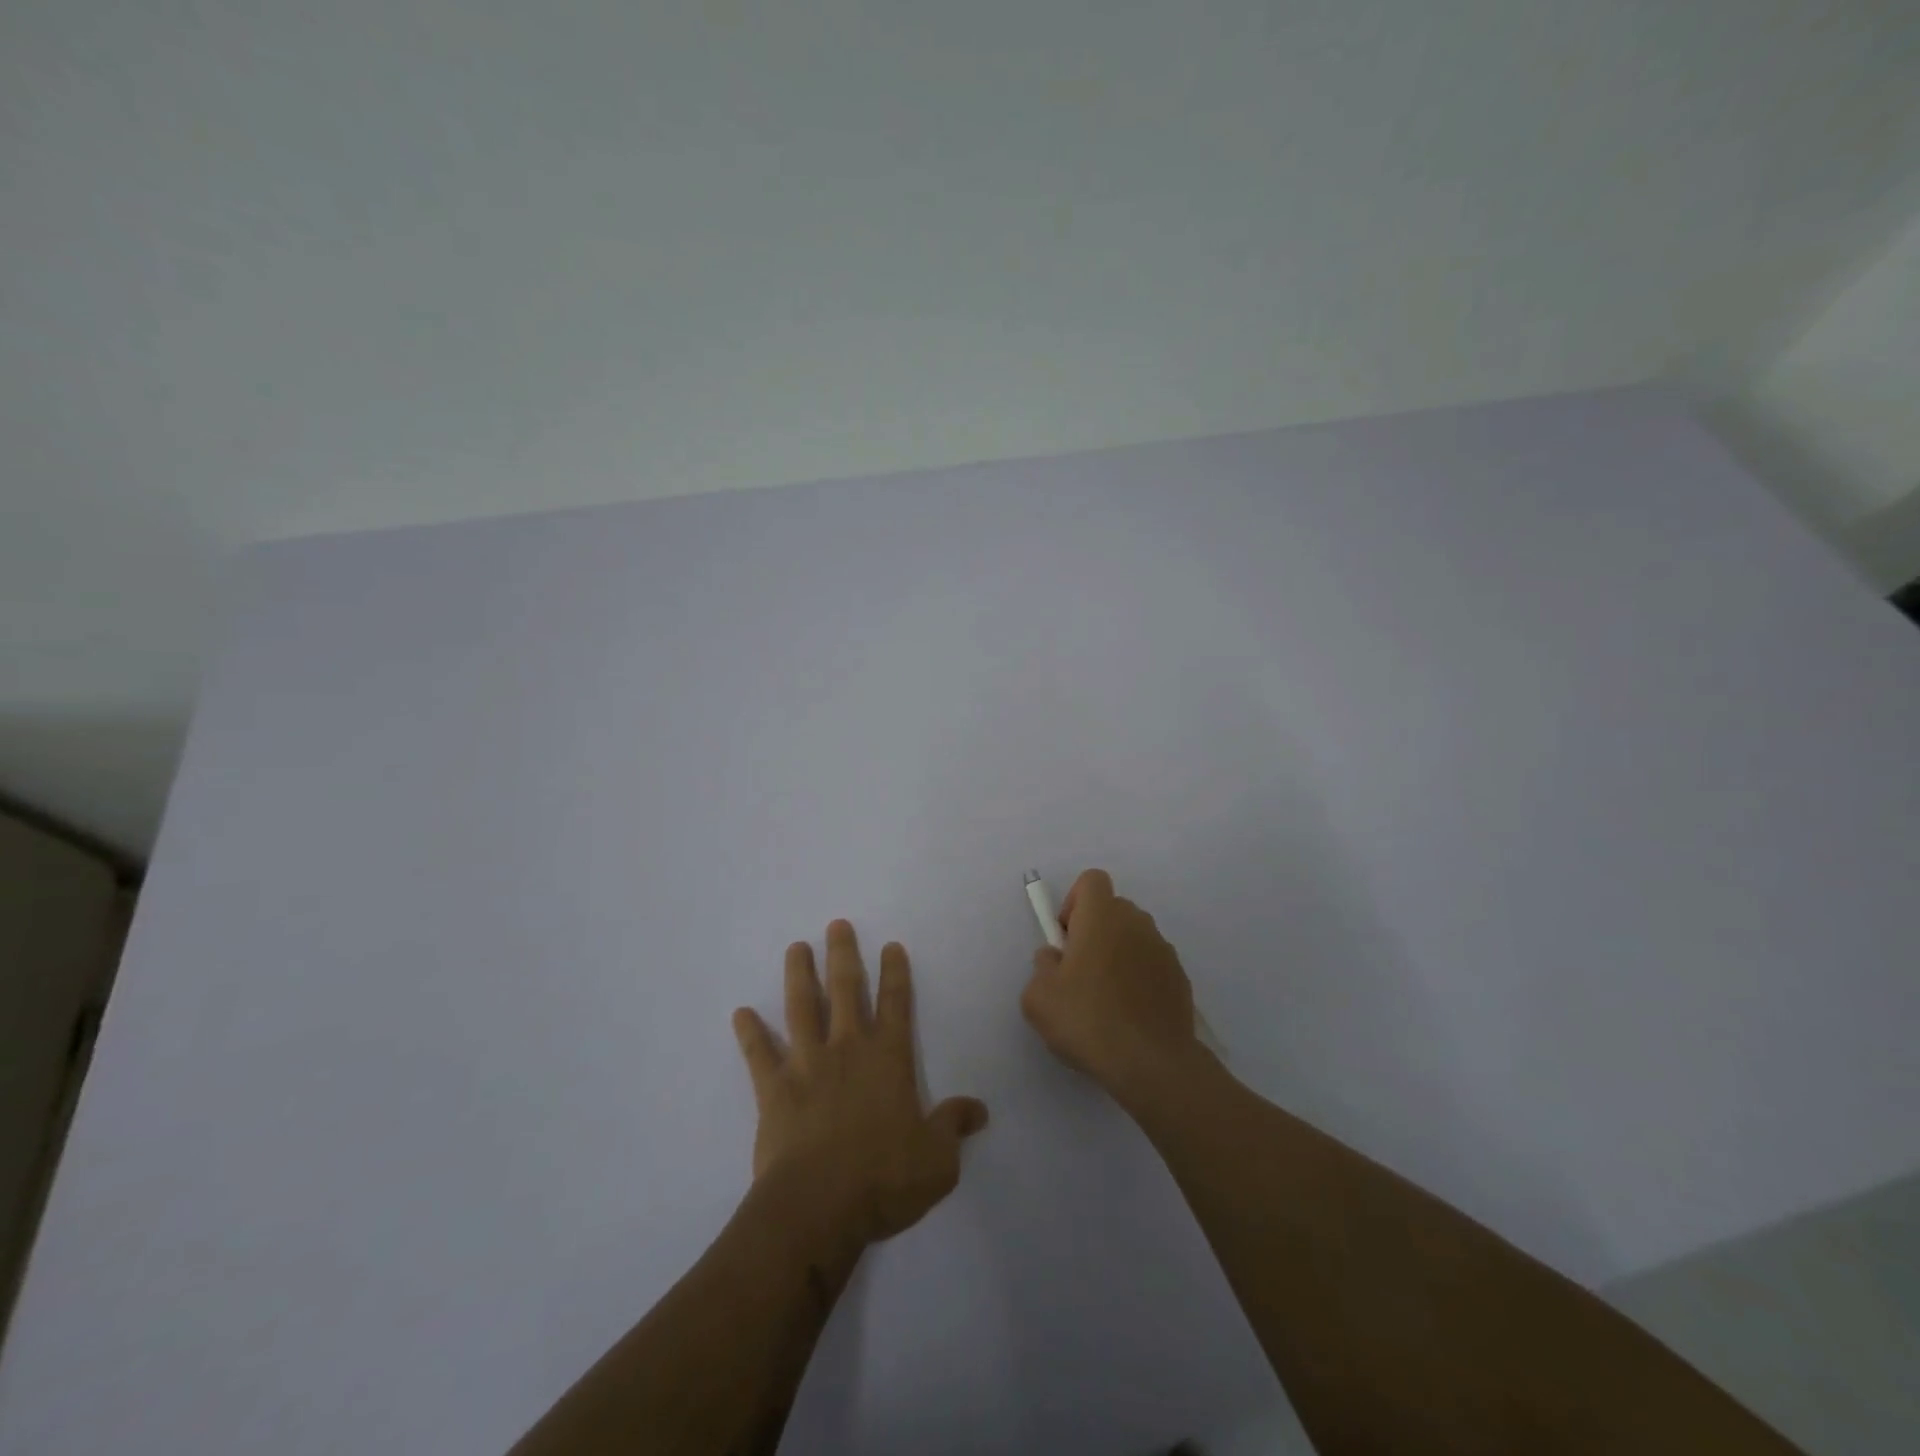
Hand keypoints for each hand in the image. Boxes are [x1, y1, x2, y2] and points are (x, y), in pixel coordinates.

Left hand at [732, 921, 988, 1258]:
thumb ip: (954, 1127)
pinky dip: (750, 1033)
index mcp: (888, 1059)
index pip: (896, 1005)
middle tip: (837, 925)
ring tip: (796, 947)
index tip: (891, 945)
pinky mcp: (774, 1089)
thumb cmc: (883, 1179)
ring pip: (802, 1008)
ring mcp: (807, 1065)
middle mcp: (848, 1050)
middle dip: (843, 955)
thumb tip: (979, 1110)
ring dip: (799, 975)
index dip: (895, 974)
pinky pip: (759, 1054)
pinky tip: (740, 1012)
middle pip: (846, 990)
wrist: (818, 1208)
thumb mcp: (937, 1160)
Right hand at [1021, 869, 1200, 1098]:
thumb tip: (1055, 958)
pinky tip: (1129, 1015)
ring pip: (1133, 937)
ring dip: (1118, 954)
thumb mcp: (1038, 997)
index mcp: (1102, 916)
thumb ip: (1042, 966)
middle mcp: (1137, 923)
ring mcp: (1163, 950)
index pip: (1092, 880)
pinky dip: (1139, 978)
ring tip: (1105, 999)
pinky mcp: (1180, 978)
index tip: (1066, 939)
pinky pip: (1152, 964)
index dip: (1074, 902)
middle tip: (1079, 972)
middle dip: (1094, 930)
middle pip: (1113, 908)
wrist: (1152, 1064)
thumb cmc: (1088, 1020)